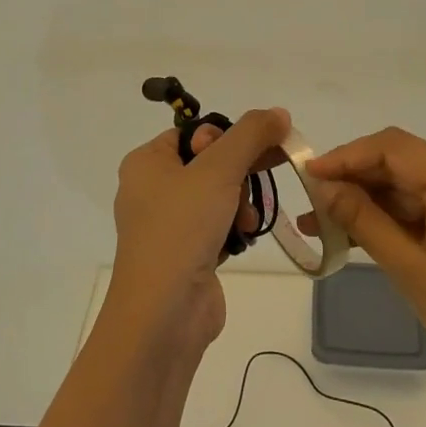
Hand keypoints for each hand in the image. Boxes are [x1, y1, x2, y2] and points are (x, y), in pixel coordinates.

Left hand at [107, 108, 288, 351]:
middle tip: (269, 173)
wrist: (164, 314)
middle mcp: (151, 189)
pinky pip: (216, 225)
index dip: (225, 138)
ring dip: (241, 204)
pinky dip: (234, 228)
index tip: (249, 152)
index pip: (194, 132)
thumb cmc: (182, 228)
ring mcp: (167, 224)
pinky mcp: (184, 253)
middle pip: (210, 162)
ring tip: (246, 222)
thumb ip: (251, 135)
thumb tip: (279, 112)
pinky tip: (243, 239)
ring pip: (218, 195)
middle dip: (241, 173)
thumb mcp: (219, 169)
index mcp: (146, 162)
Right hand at [304, 128, 425, 403]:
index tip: (308, 173)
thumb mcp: (411, 271)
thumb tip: (323, 186)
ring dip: (368, 200)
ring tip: (320, 221)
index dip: (348, 156)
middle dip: (355, 179)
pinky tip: (353, 231)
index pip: (397, 149)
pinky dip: (391, 216)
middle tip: (310, 199)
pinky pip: (425, 205)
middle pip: (403, 163)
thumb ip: (364, 221)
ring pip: (410, 185)